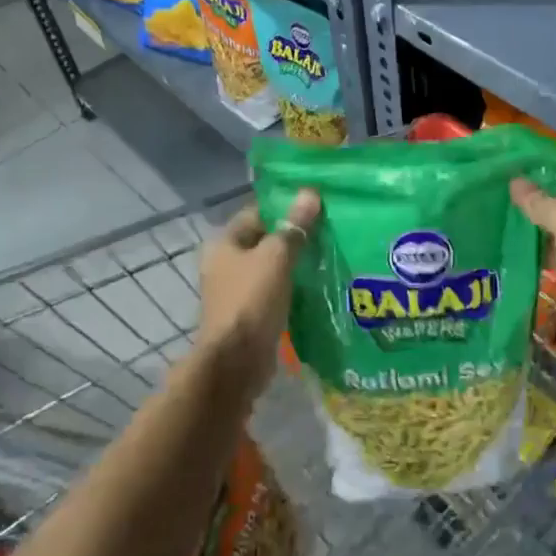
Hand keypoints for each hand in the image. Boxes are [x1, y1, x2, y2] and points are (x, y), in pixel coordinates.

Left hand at [197, 189, 319, 390]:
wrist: (237, 362)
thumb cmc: (251, 301)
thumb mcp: (276, 257)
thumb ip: (294, 227)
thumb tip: (310, 193)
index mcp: (224, 244)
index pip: (257, 213)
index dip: (285, 206)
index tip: (317, 204)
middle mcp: (225, 264)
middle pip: (265, 240)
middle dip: (295, 236)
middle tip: (331, 229)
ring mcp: (237, 291)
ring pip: (273, 267)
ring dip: (297, 263)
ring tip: (332, 254)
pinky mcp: (251, 314)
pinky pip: (276, 291)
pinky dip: (295, 287)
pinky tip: (320, 285)